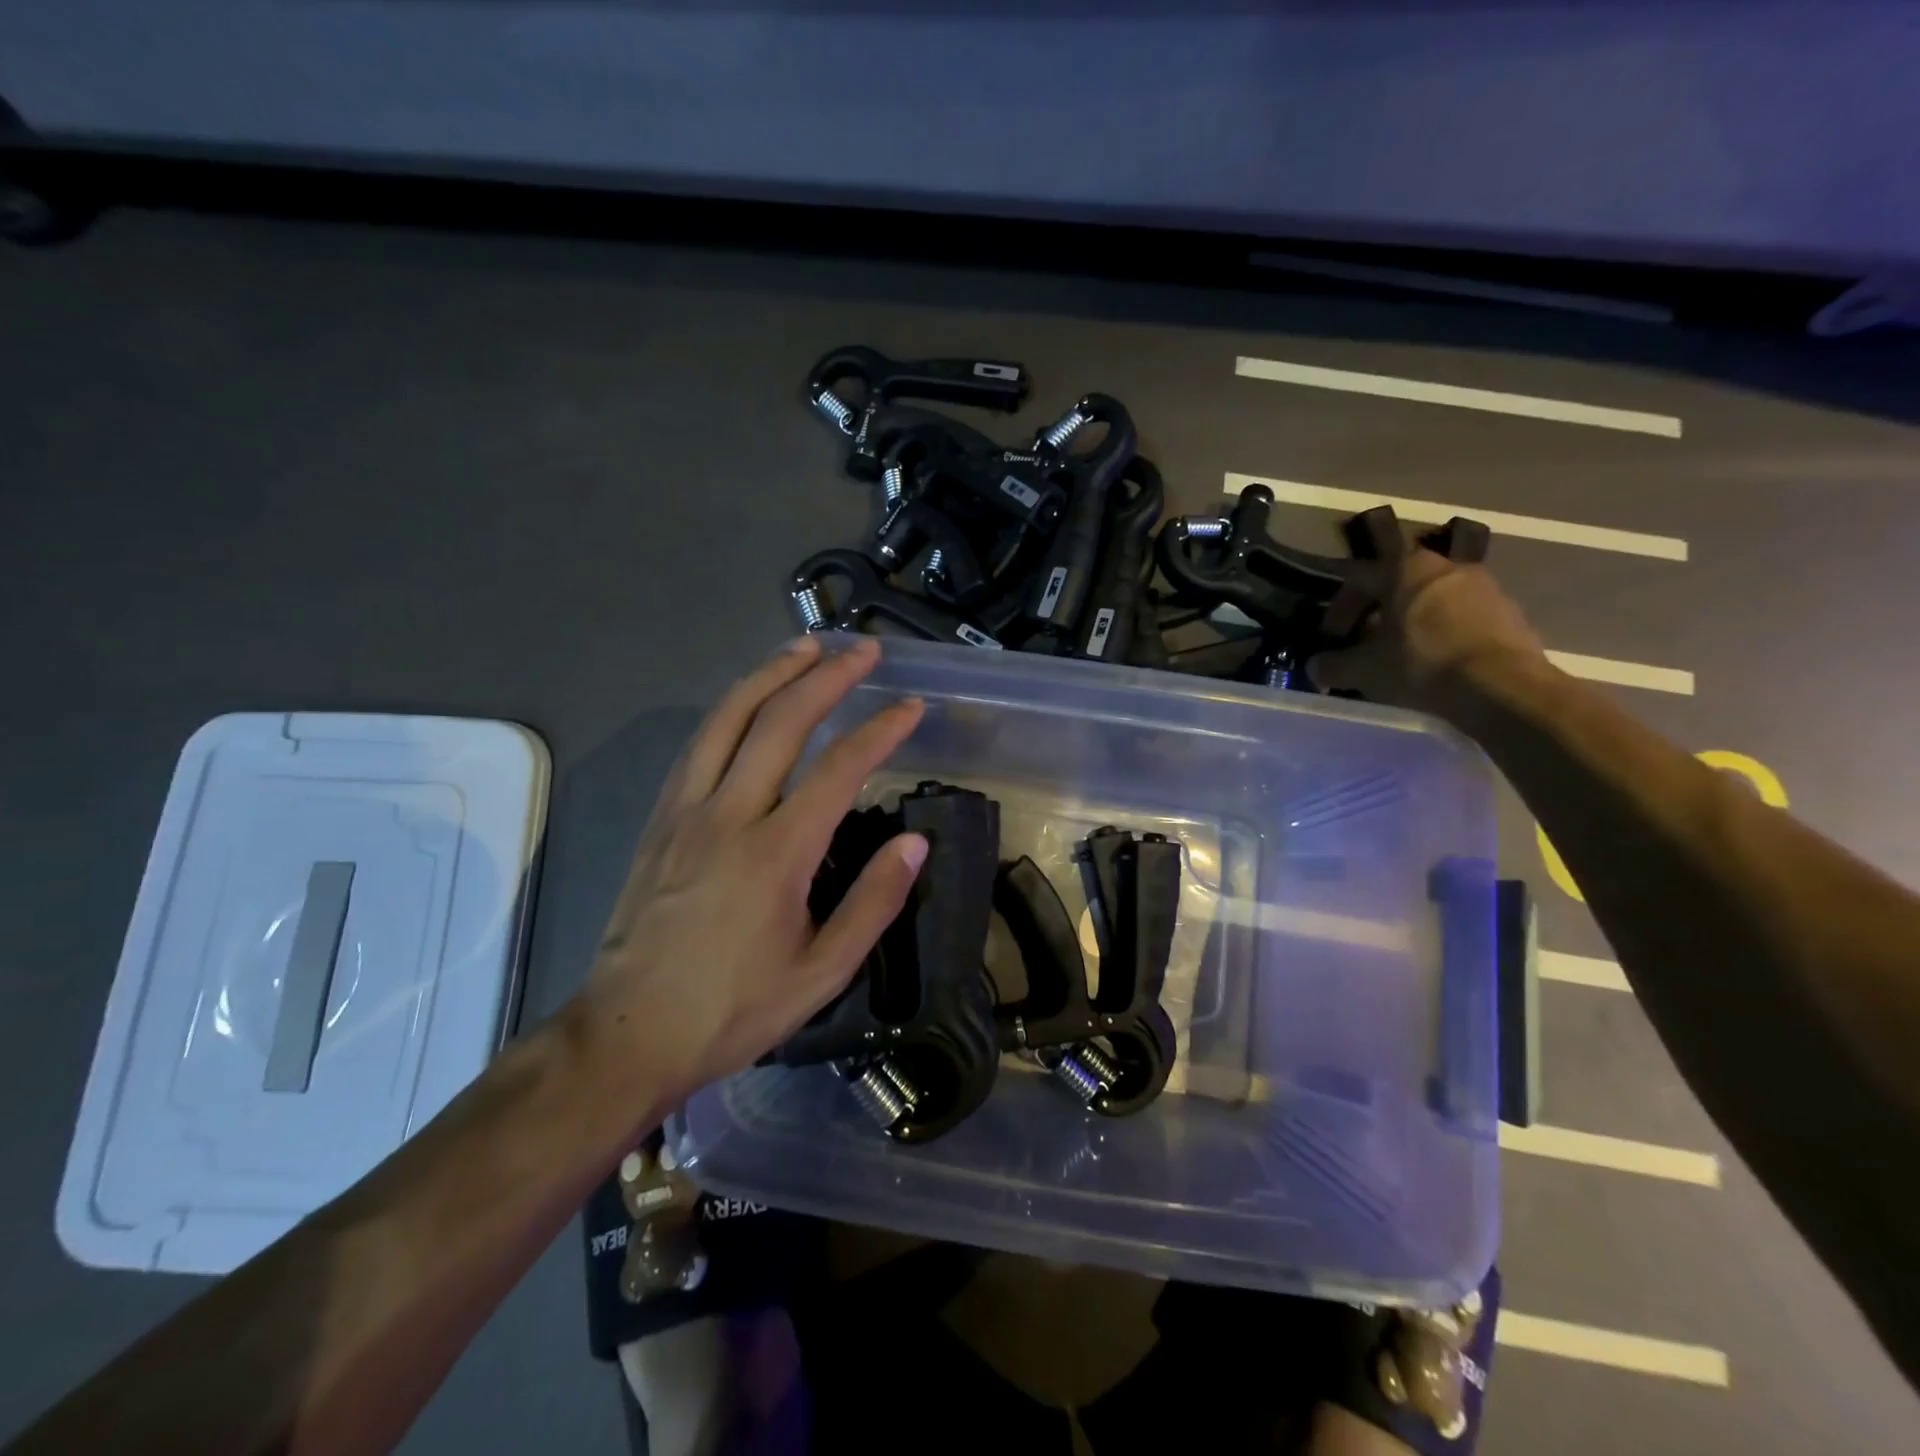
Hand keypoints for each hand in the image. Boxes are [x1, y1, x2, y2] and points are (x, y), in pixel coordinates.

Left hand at [576, 635, 925, 1096]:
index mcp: (775, 853)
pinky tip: (747, 702)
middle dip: (826, 677)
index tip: (910, 707)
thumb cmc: (732, 1009)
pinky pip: (697, 745)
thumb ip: (873, 903)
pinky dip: (730, 709)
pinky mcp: (659, 820)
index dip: (880, 731)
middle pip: (779, 722)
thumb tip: (914, 842)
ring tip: (804, 646)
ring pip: (727, 719)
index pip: (839, 769)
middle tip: (862, 649)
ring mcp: (685, 811)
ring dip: (770, 674)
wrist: (626, 1035)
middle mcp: (728, 814)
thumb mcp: (821, 973)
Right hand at [1307, 545, 1544, 712]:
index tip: (1332, 639)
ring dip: (1409, 625)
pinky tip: (1436, 666)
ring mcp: (1484, 587)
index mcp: (1405, 569)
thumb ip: (1332, 666)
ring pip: (1430, 602)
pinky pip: (1462, 619)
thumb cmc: (1421, 665)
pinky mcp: (1509, 613)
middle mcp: (1446, 566)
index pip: (1357, 577)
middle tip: (1363, 646)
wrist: (1503, 688)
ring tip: (1399, 659)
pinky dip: (1442, 636)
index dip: (1337, 609)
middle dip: (1375, 615)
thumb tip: (1314, 667)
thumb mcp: (1363, 670)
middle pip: (1397, 587)